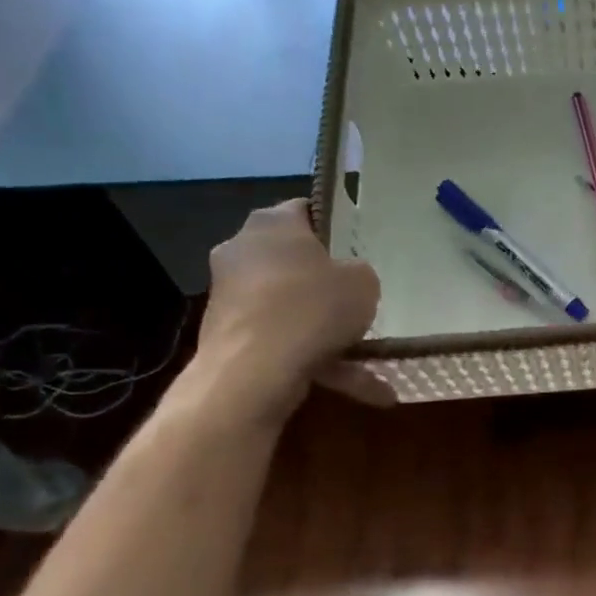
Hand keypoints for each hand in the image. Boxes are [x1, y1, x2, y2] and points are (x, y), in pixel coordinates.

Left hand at [194, 200, 392, 421]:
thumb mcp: (364, 282)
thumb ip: (359, 273)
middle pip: (293, 260)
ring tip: (367, 356)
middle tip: (358, 298)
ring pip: (291, 307)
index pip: (305, 210)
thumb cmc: (313, 308)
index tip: (357, 246)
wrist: (254, 372)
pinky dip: (315, 359)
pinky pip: (283, 341)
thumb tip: (347, 278)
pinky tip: (355, 386)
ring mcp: (230, 295)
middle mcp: (242, 250)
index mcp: (273, 223)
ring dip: (325, 330)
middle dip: (324, 281)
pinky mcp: (228, 336)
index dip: (334, 226)